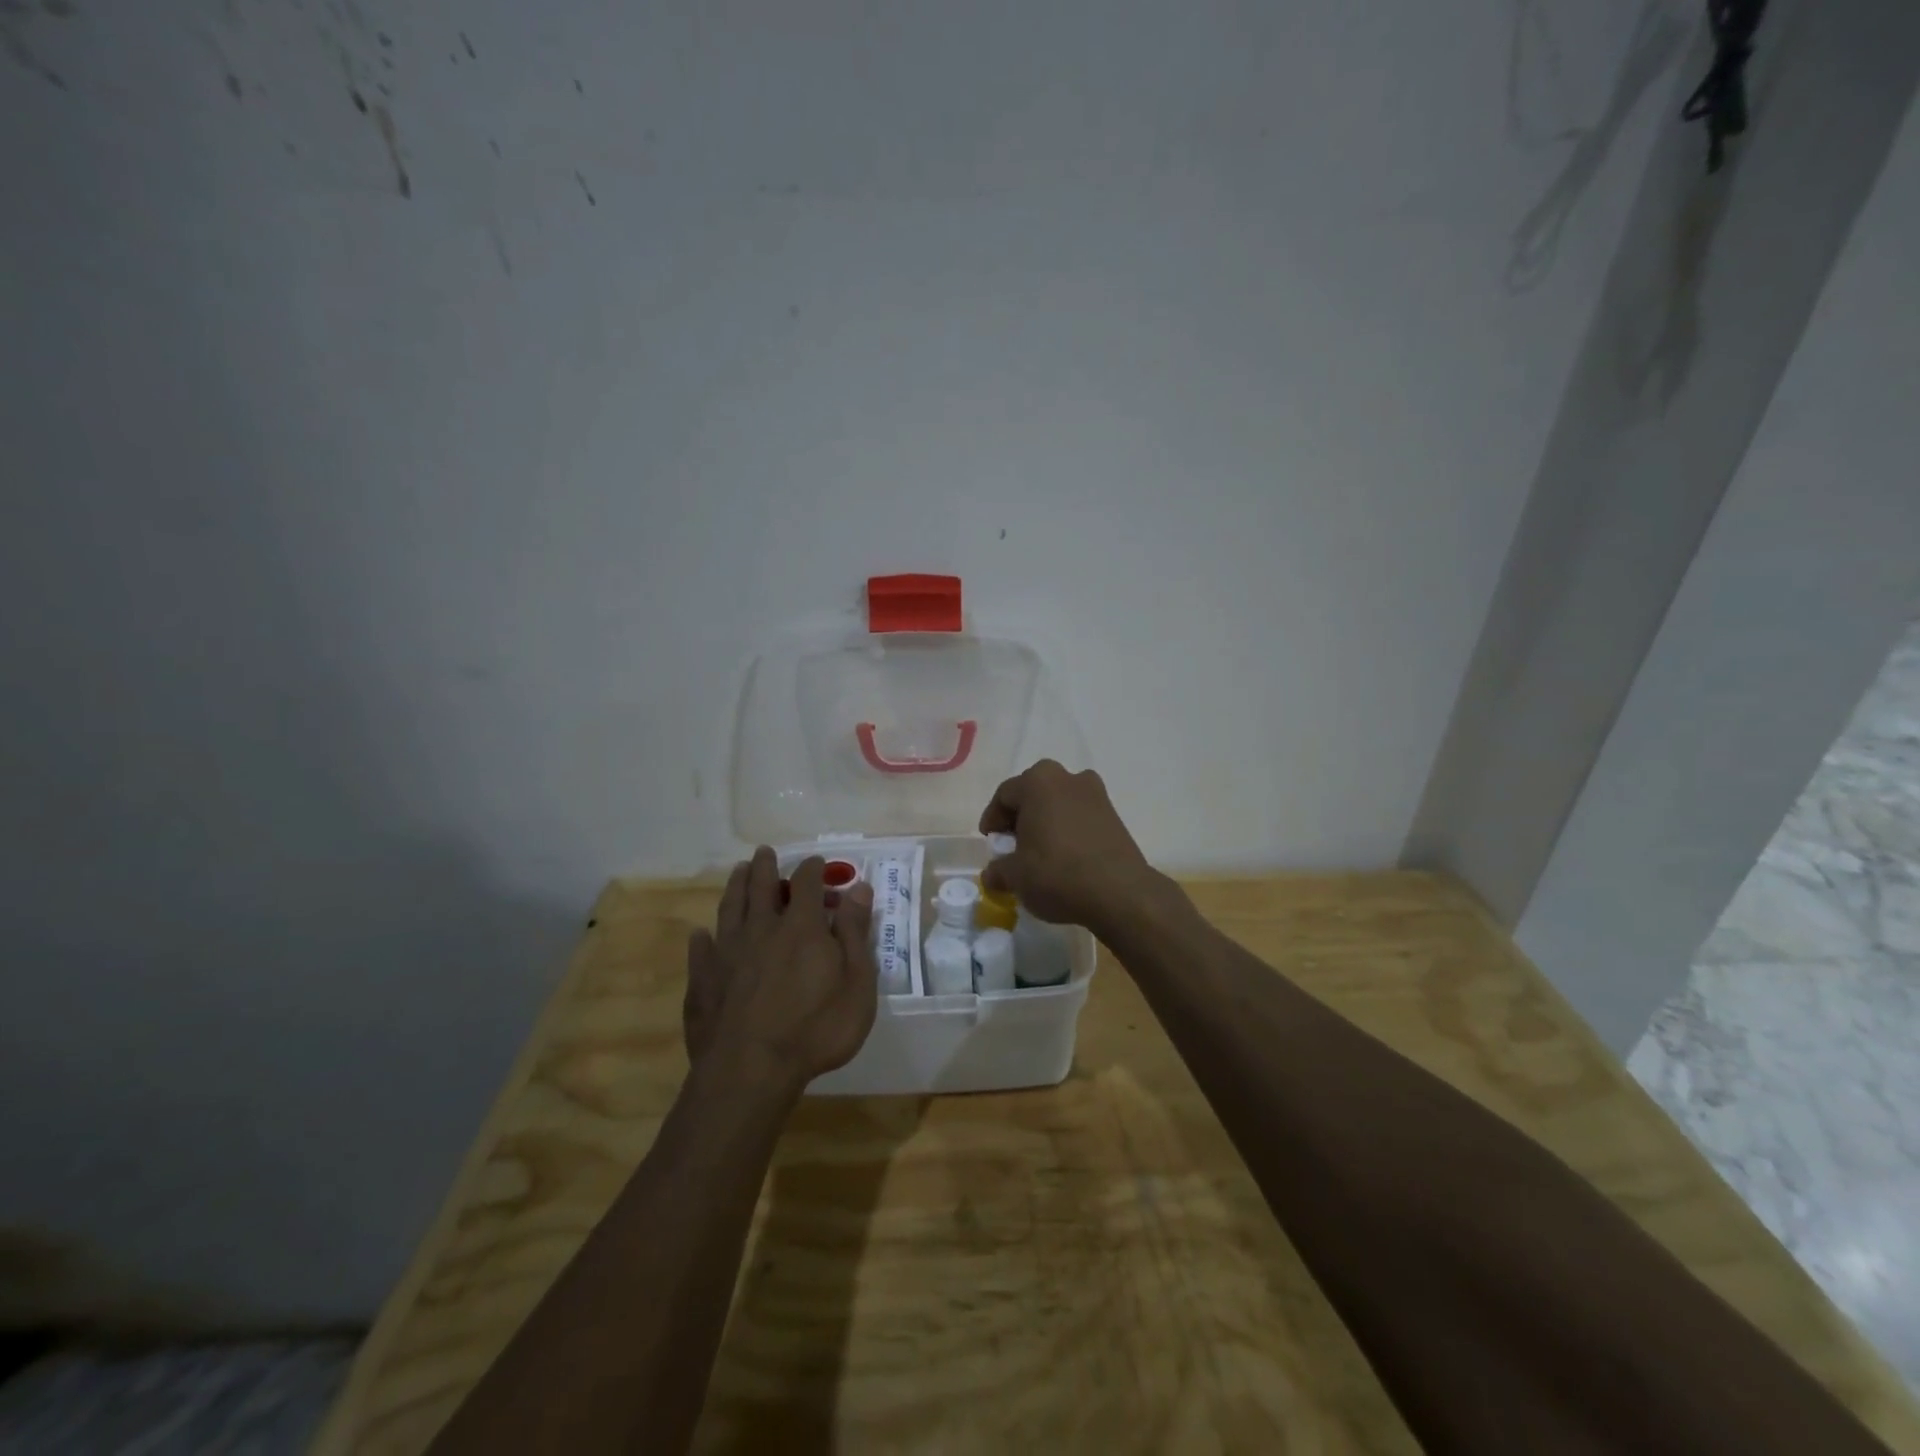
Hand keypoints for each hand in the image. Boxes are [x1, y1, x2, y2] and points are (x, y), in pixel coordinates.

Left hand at [683, 849, 878, 1093]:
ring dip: (735, 886)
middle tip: (764, 852)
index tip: (817, 863)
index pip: (807, 882)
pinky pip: (700, 950)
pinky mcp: (702, 980)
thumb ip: (856, 933)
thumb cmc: (815, 1029)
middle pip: (761, 886)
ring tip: (738, 871)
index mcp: (802, 927)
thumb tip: (859, 888)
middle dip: (766, 866)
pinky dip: (702, 938)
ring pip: (730, 908)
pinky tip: (701, 934)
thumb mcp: (856, 983)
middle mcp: (762, 929)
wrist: (749, 1071)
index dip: (813, 869)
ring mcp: (727, 953)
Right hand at [978, 760, 1158, 932]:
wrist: (1120, 892)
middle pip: (1034, 793)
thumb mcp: (1015, 877)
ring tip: (1039, 852)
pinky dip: (1068, 829)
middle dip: (1020, 817)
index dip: (993, 819)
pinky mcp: (1114, 814)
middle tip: (1012, 844)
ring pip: (1059, 803)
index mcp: (1038, 782)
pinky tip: (1064, 856)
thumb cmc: (1057, 874)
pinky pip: (1080, 816)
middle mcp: (1068, 778)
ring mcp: (1096, 794)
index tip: (991, 842)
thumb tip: (993, 874)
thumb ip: (997, 871)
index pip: (1004, 795)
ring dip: (1046, 822)